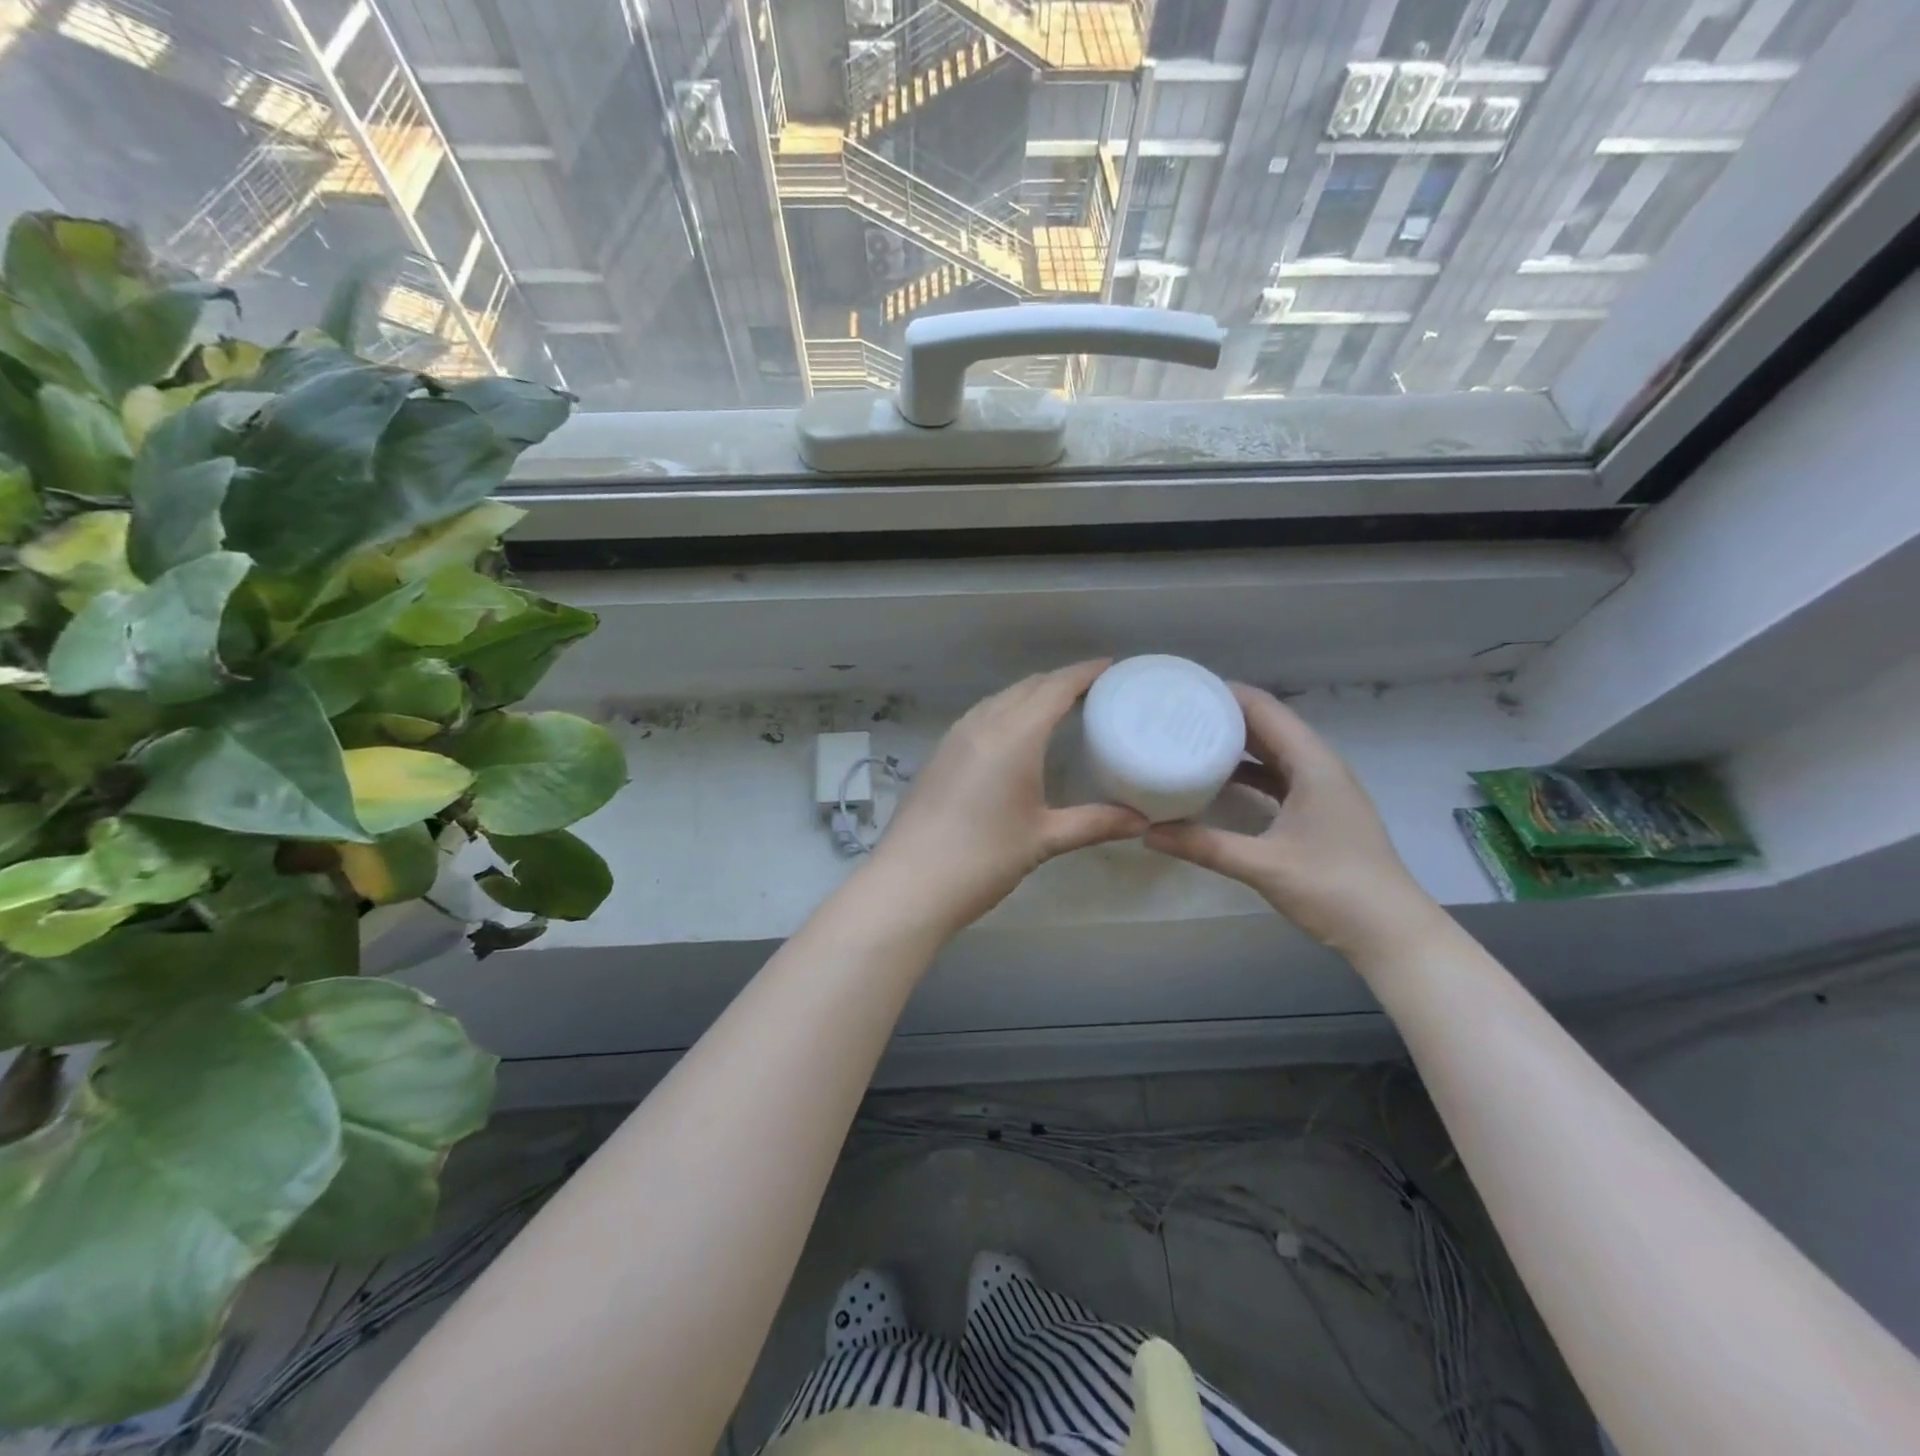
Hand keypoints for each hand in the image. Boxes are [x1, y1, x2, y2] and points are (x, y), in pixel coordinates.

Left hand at [868, 660, 1146, 936]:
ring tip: (1060, 708)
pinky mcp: (939, 754)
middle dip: (1061, 681)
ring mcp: (955, 737)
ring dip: (1031, 694)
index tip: (1112, 667)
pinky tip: (1016, 735)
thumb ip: (1094, 823)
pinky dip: (1007, 711)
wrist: (910, 883)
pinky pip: (981, 716)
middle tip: (1095, 691)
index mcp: (1013, 736)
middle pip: (1027, 687)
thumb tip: (1140, 821)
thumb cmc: (983, 858)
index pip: (1055, 688)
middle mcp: (982, 725)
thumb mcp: (1043, 839)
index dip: (1085, 672)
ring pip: (1000, 699)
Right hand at [1145, 684, 1437, 958]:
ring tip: (1187, 740)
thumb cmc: (1334, 888)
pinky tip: (1216, 782)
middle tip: (1173, 713)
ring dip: (1235, 744)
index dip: (1224, 694)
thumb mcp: (1263, 865)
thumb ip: (1204, 845)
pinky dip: (1247, 773)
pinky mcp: (1318, 811)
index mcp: (1313, 764)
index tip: (1181, 689)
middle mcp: (1319, 766)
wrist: (1392, 932)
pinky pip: (1277, 776)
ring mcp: (1322, 789)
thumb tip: (1147, 833)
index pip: (1264, 709)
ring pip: (1273, 751)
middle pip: (1268, 725)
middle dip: (1223, 715)